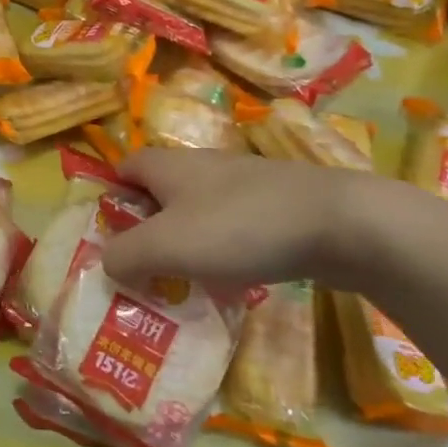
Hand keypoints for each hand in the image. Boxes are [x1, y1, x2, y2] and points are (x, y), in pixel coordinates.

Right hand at [103, 148, 396, 292]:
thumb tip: (107, 264)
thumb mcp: (166, 246)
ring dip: (188, 242)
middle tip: (144, 267)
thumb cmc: (239, 227)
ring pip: (200, 210)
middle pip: (162, 191)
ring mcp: (246, 184)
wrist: (340, 223)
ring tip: (185, 281)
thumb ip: (124, 256)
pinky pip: (236, 226)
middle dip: (149, 227)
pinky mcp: (279, 205)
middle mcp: (203, 166)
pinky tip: (235, 279)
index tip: (109, 235)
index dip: (111, 196)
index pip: (125, 167)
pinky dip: (226, 249)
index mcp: (170, 166)